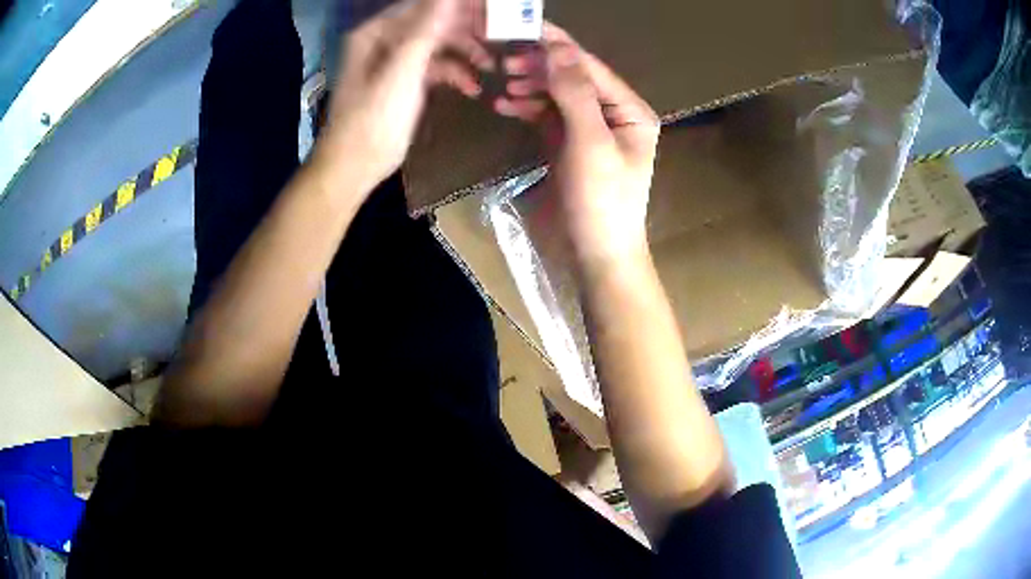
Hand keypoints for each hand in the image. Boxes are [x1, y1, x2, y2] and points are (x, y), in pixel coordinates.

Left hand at [313, 0, 491, 197]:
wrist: (353, 168)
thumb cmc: (374, 120)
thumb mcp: (403, 71)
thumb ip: (427, 29)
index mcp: (377, 32)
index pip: (425, 5)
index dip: (459, 5)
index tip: (493, 9)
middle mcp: (384, 40)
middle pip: (433, 23)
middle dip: (466, 31)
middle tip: (499, 36)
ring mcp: (393, 62)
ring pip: (436, 45)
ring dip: (464, 54)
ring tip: (491, 67)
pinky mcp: (402, 83)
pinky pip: (433, 68)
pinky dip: (453, 74)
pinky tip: (471, 88)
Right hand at [496, 23, 659, 272]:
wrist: (596, 256)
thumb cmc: (602, 202)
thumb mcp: (591, 143)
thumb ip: (575, 93)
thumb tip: (557, 48)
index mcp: (629, 110)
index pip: (590, 67)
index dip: (558, 47)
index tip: (523, 29)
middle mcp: (613, 114)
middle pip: (572, 77)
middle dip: (539, 67)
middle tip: (504, 63)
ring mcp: (589, 130)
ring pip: (556, 94)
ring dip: (530, 86)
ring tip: (502, 83)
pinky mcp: (568, 145)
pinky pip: (547, 116)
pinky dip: (527, 108)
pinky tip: (505, 105)